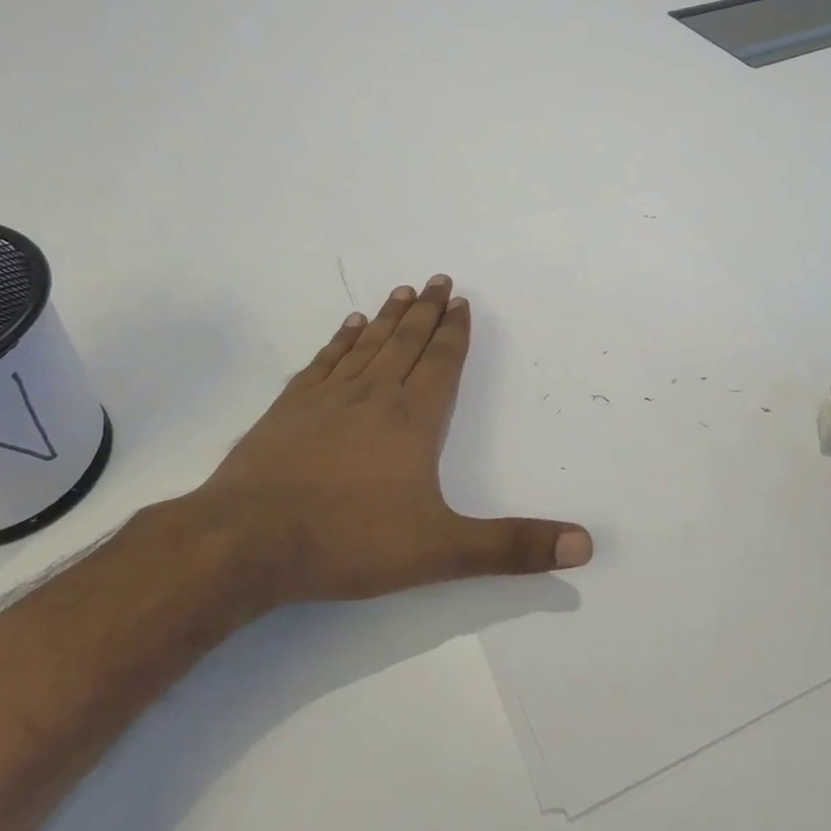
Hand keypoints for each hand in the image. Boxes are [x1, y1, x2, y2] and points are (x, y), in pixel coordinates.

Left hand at [180, 276, 591, 603]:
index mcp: (413, 419)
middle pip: (407, 341)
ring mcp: (327, 397)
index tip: (462, 302)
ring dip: (390, 316)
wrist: (246, 541)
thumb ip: (512, 547)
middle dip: (428, 311)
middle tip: (440, 279)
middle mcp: (373, 395)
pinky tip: (349, 325)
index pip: (442, 363)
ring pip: (368, 344)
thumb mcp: (441, 551)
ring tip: (404, 291)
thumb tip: (584, 545)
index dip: (455, 332)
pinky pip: (325, 361)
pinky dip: (342, 339)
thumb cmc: (348, 541)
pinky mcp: (289, 408)